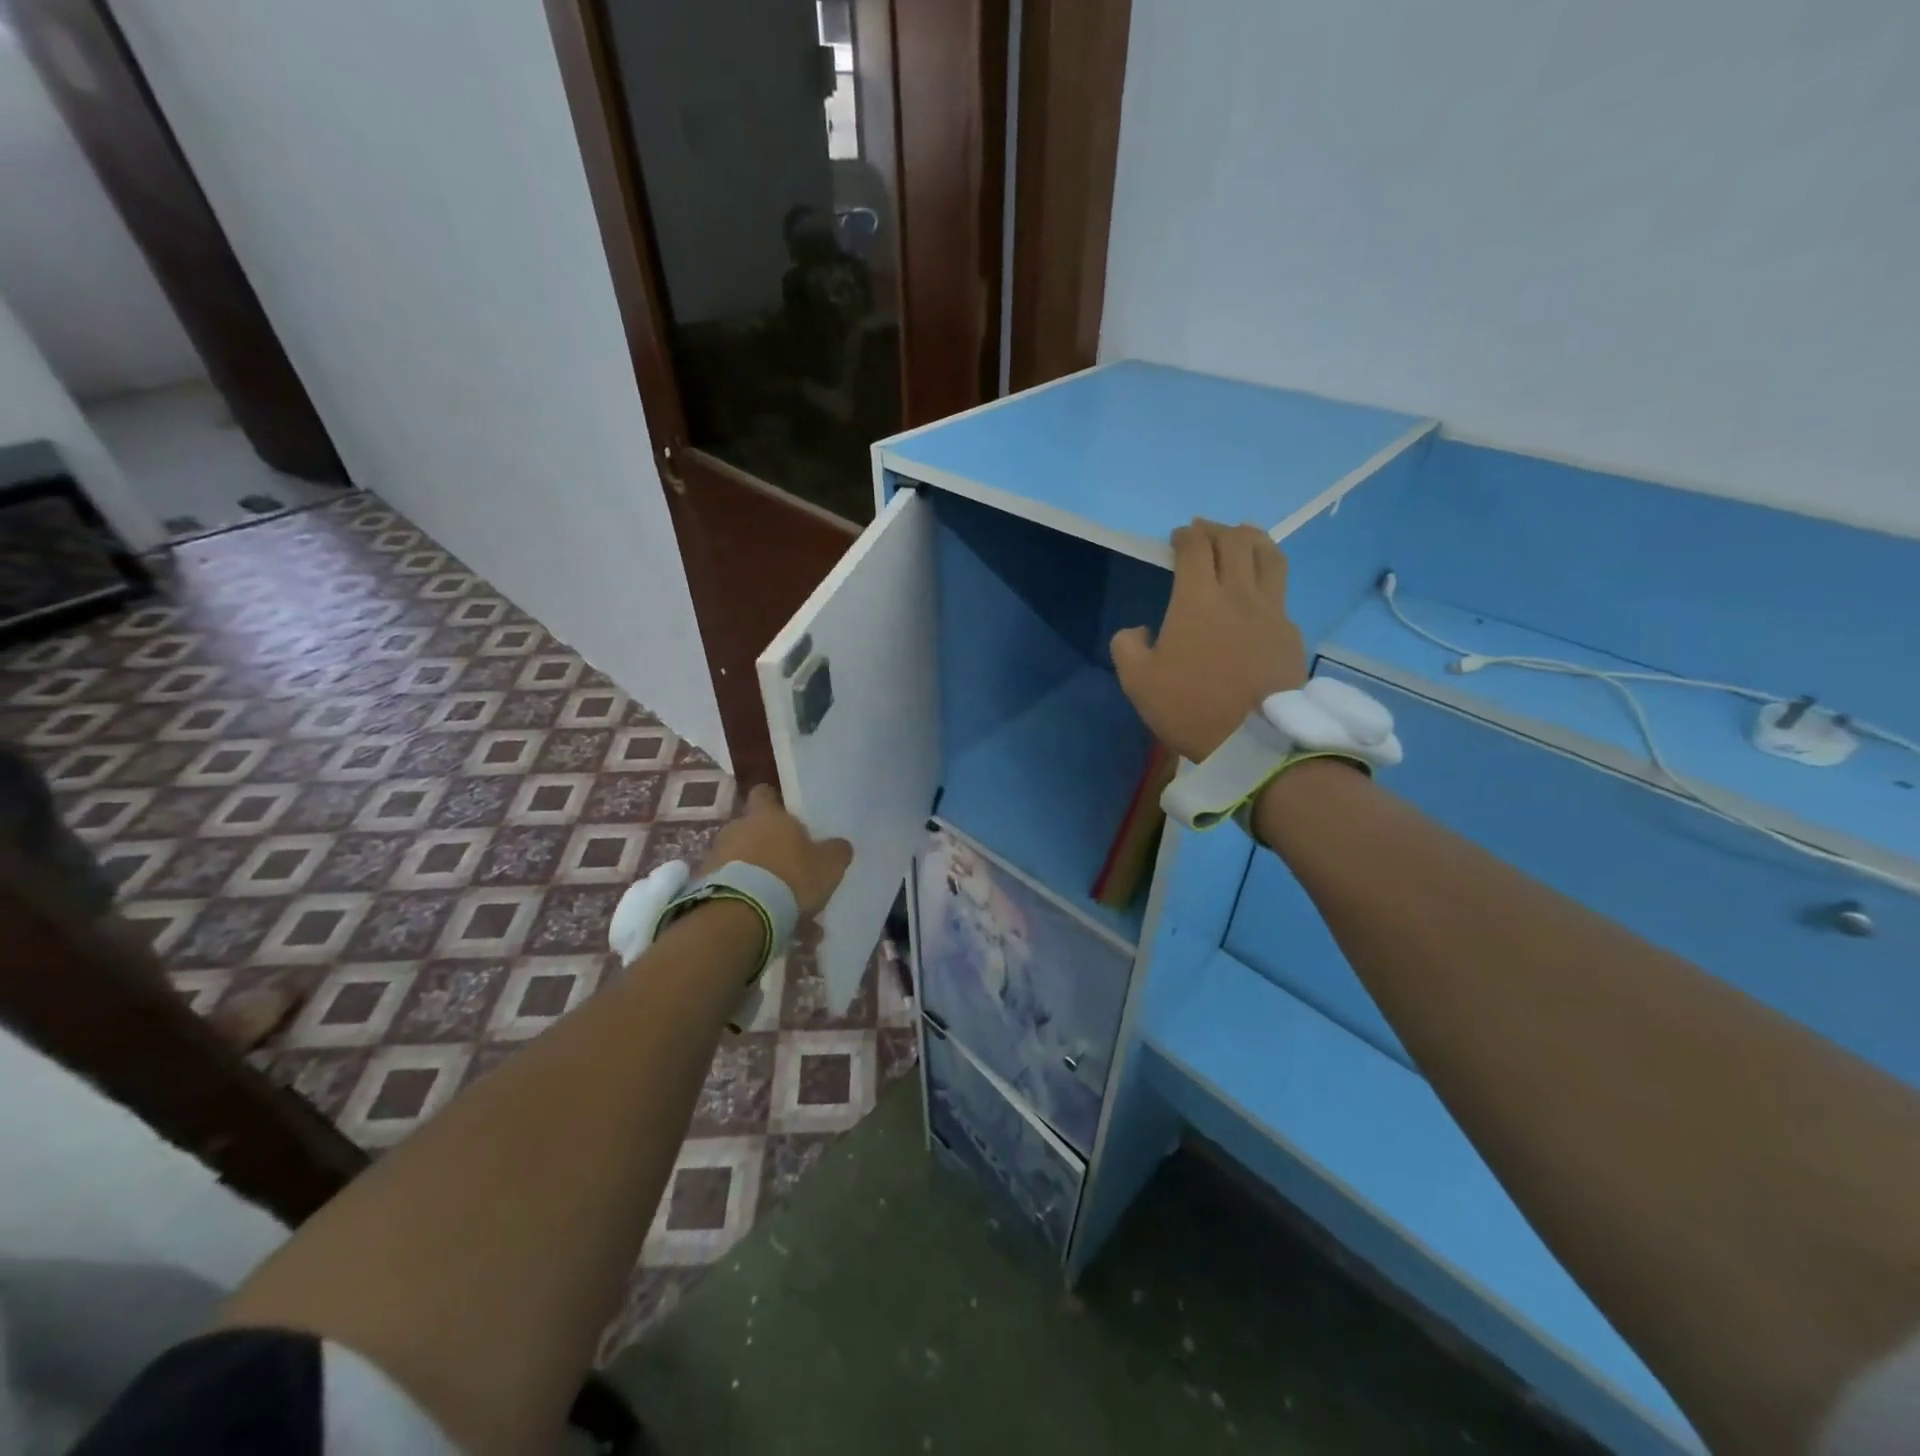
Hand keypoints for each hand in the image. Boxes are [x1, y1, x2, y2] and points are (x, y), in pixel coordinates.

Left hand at [699, 785, 852, 916]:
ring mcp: (715, 856)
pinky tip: (756, 916)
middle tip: (784, 866)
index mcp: (767, 816)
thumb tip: (840, 845)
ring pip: (737, 859)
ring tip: (771, 900)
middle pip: (749, 828)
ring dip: (751, 873)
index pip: (764, 794)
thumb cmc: (790, 879)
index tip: (783, 815)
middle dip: (764, 844)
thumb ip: (836, 851)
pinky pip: (726, 885)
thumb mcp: (828, 866)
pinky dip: (739, 896)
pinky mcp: (701, 885)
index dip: (773, 802)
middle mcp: (736, 828)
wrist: (740, 915)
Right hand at [1110, 519, 1307, 761]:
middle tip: (1205, 531)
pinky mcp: (1290, 631)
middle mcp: (1238, 593)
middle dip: (1217, 529)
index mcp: (1197, 599)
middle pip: (1235, 541)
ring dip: (1253, 538)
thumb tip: (1138, 631)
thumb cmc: (1190, 707)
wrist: (1255, 740)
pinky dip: (1268, 574)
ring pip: (1268, 556)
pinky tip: (1261, 586)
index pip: (1196, 548)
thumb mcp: (1138, 682)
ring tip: (1244, 535)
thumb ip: (1127, 646)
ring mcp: (1271, 610)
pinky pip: (1280, 589)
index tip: (1178, 538)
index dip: (1186, 536)